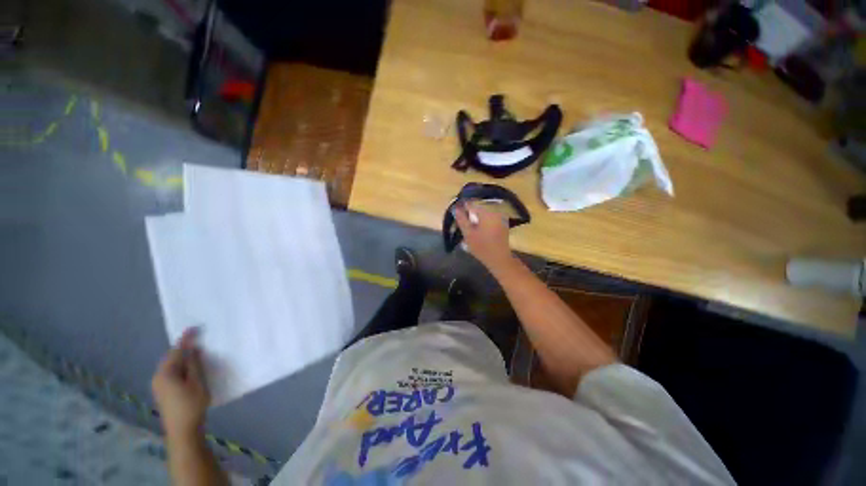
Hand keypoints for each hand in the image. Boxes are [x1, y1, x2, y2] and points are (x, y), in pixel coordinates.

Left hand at [152, 328, 209, 436]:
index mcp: (166, 373)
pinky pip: (171, 373)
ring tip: (196, 352)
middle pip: (171, 358)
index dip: (186, 339)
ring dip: (182, 358)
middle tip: (197, 339)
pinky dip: (180, 366)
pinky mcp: (163, 391)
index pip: (176, 351)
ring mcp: (159, 385)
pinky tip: (189, 368)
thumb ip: (195, 364)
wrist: (182, 430)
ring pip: (171, 366)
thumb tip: (193, 349)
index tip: (194, 328)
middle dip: (182, 348)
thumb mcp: (197, 383)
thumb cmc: (192, 405)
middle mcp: (158, 377)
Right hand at [453, 201, 514, 270]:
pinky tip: (478, 228)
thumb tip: (456, 208)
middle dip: (469, 211)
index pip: (471, 203)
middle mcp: (494, 210)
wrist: (499, 258)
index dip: (462, 206)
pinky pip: (489, 216)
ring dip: (475, 216)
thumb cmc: (482, 247)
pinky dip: (483, 220)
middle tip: (461, 219)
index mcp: (486, 211)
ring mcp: (500, 216)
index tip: (456, 211)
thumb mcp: (468, 233)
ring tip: (469, 225)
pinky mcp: (503, 222)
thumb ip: (461, 219)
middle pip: (478, 206)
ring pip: (484, 211)